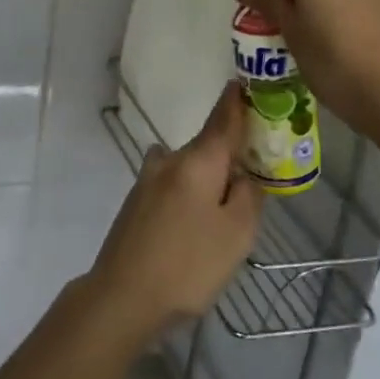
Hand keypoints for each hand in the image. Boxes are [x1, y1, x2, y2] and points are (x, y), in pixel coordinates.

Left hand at [84, 84, 263, 337]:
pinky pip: (174, 186)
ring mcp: (147, 181)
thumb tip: (244, 174)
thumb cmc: (188, 264)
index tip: (249, 82)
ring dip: (208, 176)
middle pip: (207, 145)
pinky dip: (191, 192)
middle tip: (257, 173)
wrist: (122, 296)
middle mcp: (169, 160)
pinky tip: (196, 226)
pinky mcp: (136, 203)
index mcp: (197, 160)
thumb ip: (249, 196)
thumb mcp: (237, 234)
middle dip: (230, 152)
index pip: (223, 118)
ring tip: (227, 210)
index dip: (239, 100)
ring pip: (188, 167)